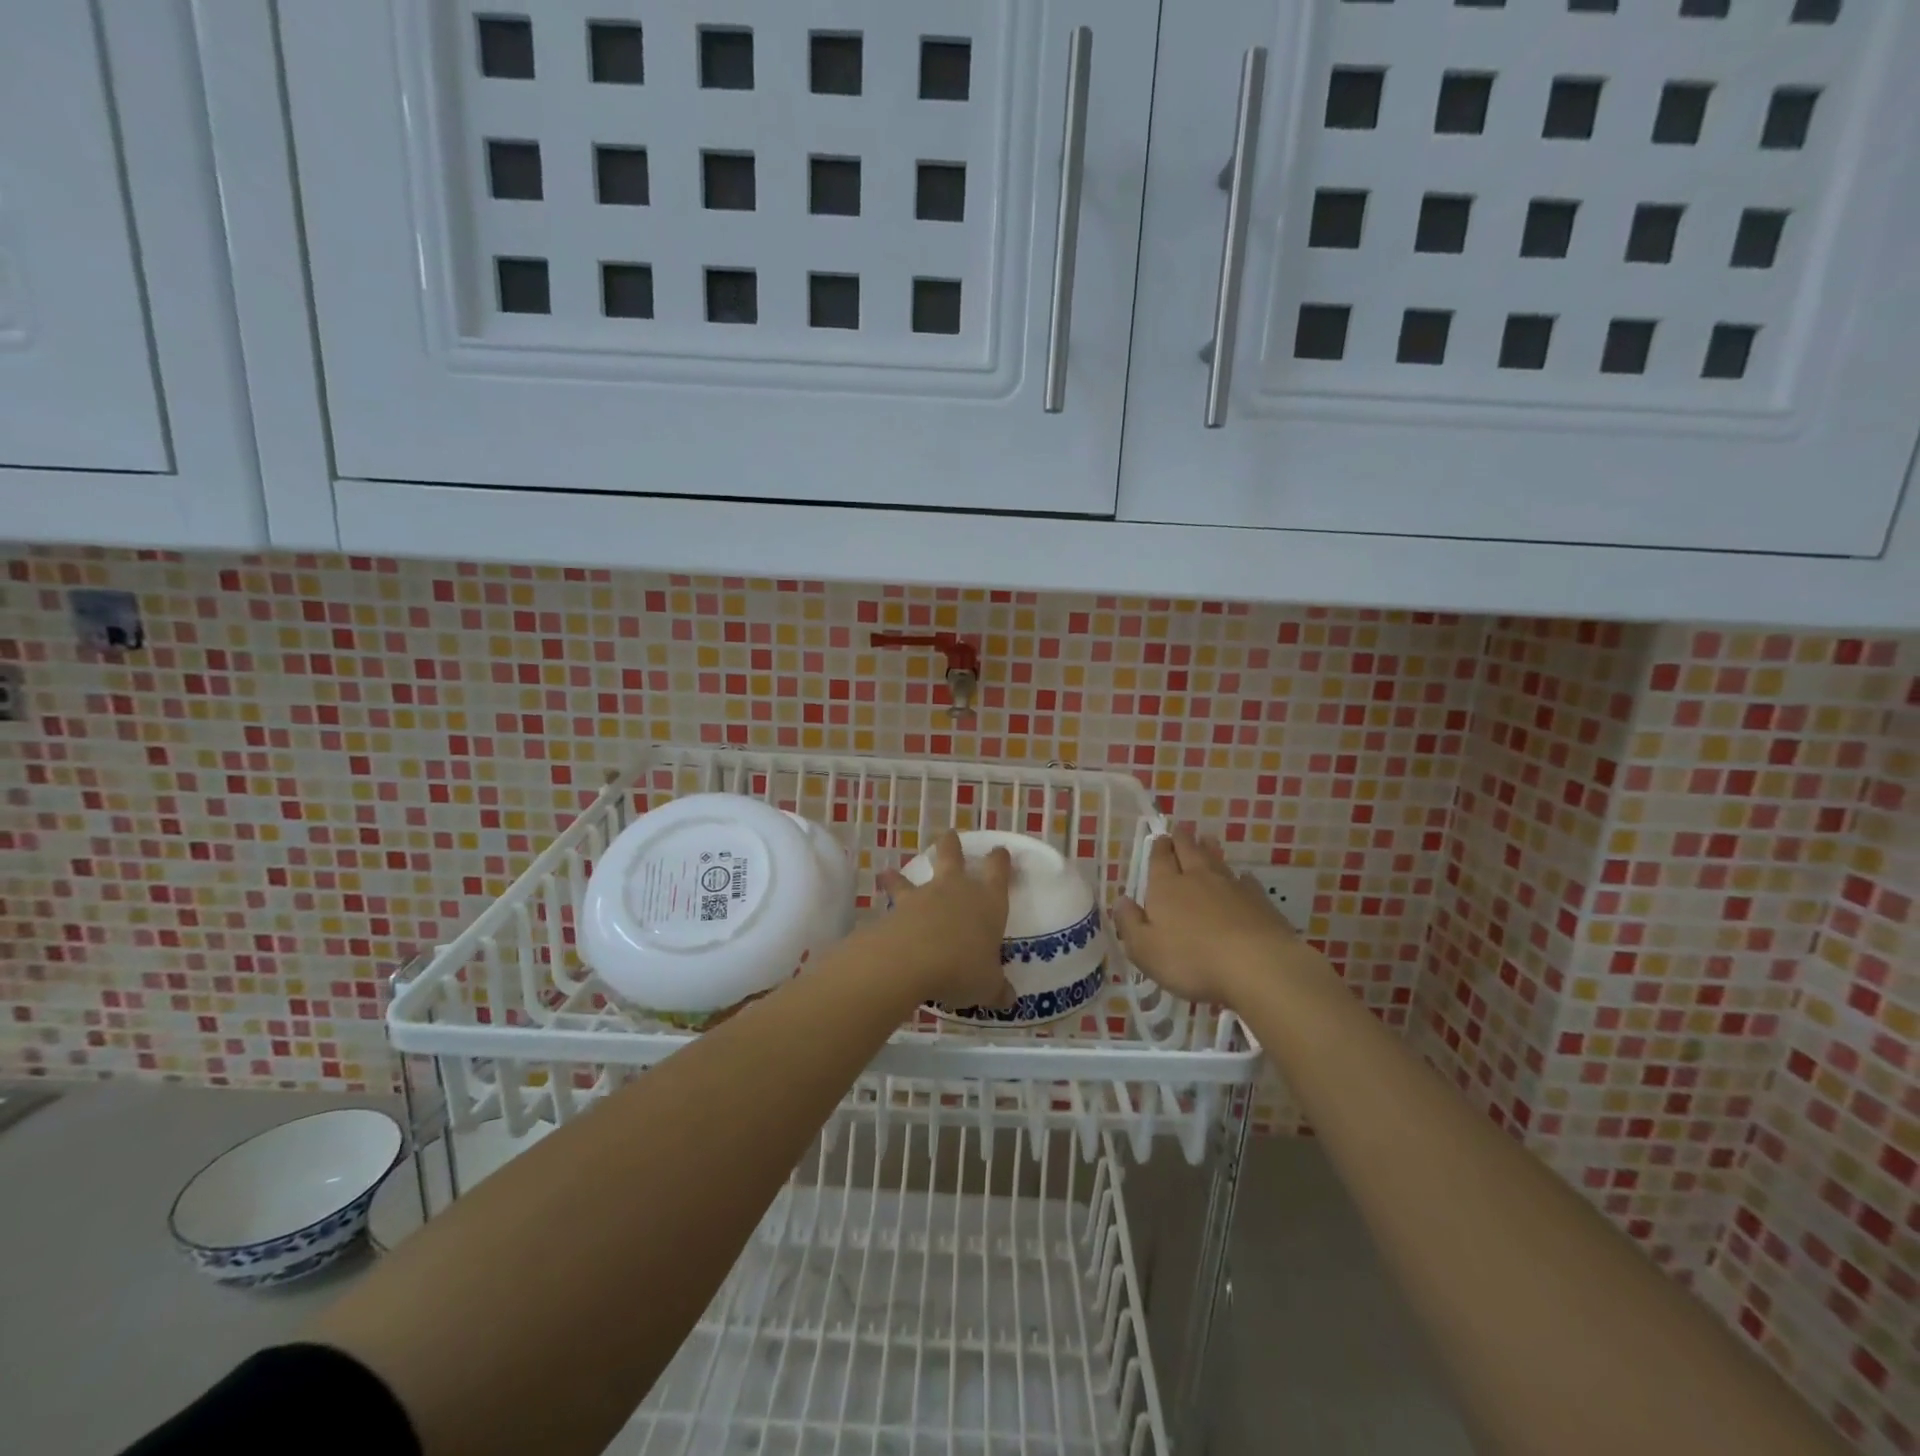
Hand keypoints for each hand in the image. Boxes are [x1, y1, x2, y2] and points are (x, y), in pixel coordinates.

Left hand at [874, 831, 1013, 1009]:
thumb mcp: (987, 985)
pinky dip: (885, 898)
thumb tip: (1008, 998)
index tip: (1000, 851)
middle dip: (952, 846)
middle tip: (950, 835)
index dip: (1000, 860)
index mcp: (988, 901)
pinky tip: (880, 911)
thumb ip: (996, 989)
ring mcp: (924, 896)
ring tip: (889, 872)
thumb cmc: (963, 968)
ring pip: (914, 877)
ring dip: (902, 875)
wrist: (912, 960)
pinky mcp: (897, 909)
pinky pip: (892, 900)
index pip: (998, 872)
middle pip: (954, 857)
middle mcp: (957, 890)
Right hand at [1113, 830, 1303, 1007]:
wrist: (1256, 964)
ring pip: (1216, 861)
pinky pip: (1246, 882)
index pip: (1159, 859)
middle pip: (1188, 851)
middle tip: (1181, 830)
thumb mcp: (1144, 949)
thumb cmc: (1190, 960)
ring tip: (1207, 839)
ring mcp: (1231, 887)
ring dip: (1210, 849)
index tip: (1159, 838)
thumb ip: (1129, 923)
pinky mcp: (1258, 901)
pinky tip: (1243, 878)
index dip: (1158, 848)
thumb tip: (1121, 901)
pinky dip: (1241, 878)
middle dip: (1182, 840)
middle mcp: (1197, 878)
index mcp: (1166, 887)